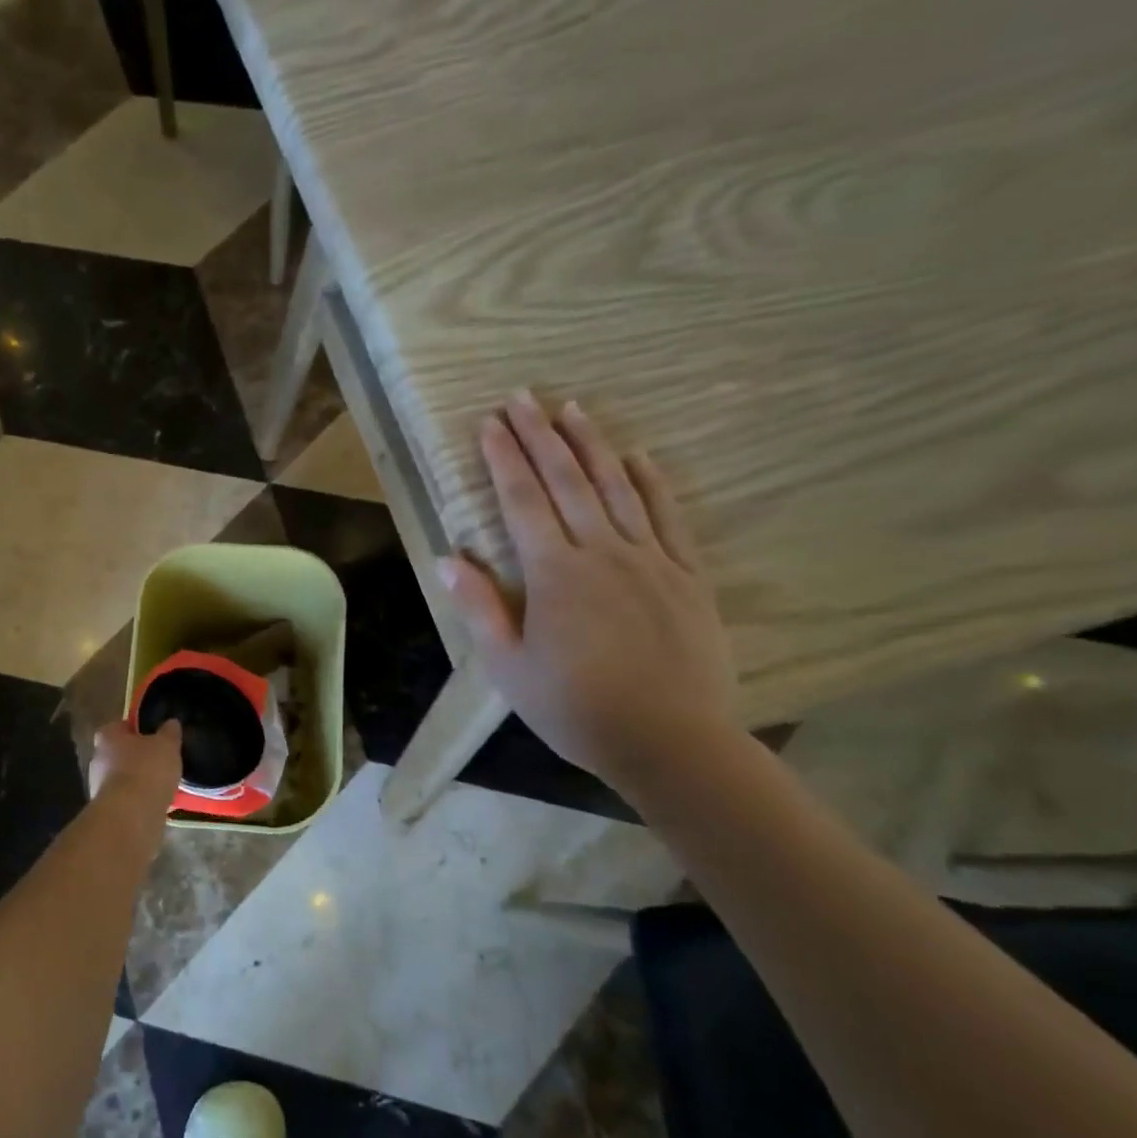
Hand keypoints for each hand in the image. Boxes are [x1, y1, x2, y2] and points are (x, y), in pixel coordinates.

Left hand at [88, 719, 182, 806]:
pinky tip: (156, 803)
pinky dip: (138, 800)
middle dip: (137, 757)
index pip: (120, 726)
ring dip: (138, 781)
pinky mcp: (107, 811)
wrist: (131, 816)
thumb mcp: (167, 745)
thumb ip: (169, 732)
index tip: (154, 736)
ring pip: (122, 778)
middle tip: (160, 760)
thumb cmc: (146, 770)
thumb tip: (171, 723)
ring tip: (162, 784)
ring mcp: (99, 787)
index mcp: (107, 737)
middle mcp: (97, 759)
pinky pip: (126, 799)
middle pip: (119, 753)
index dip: (137, 730)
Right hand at [439, 393, 738, 786]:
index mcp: (554, 573)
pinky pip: (667, 517)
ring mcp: (650, 560)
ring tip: (573, 409)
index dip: (503, 458)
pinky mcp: (687, 576)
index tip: (490, 423)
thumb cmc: (574, 707)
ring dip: (592, 445)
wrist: (669, 741)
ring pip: (617, 488)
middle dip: (540, 436)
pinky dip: (651, 483)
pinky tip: (638, 457)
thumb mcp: (508, 666)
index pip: (521, 501)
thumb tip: (449, 559)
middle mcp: (602, 552)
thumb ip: (480, 608)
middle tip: (523, 396)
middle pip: (567, 481)